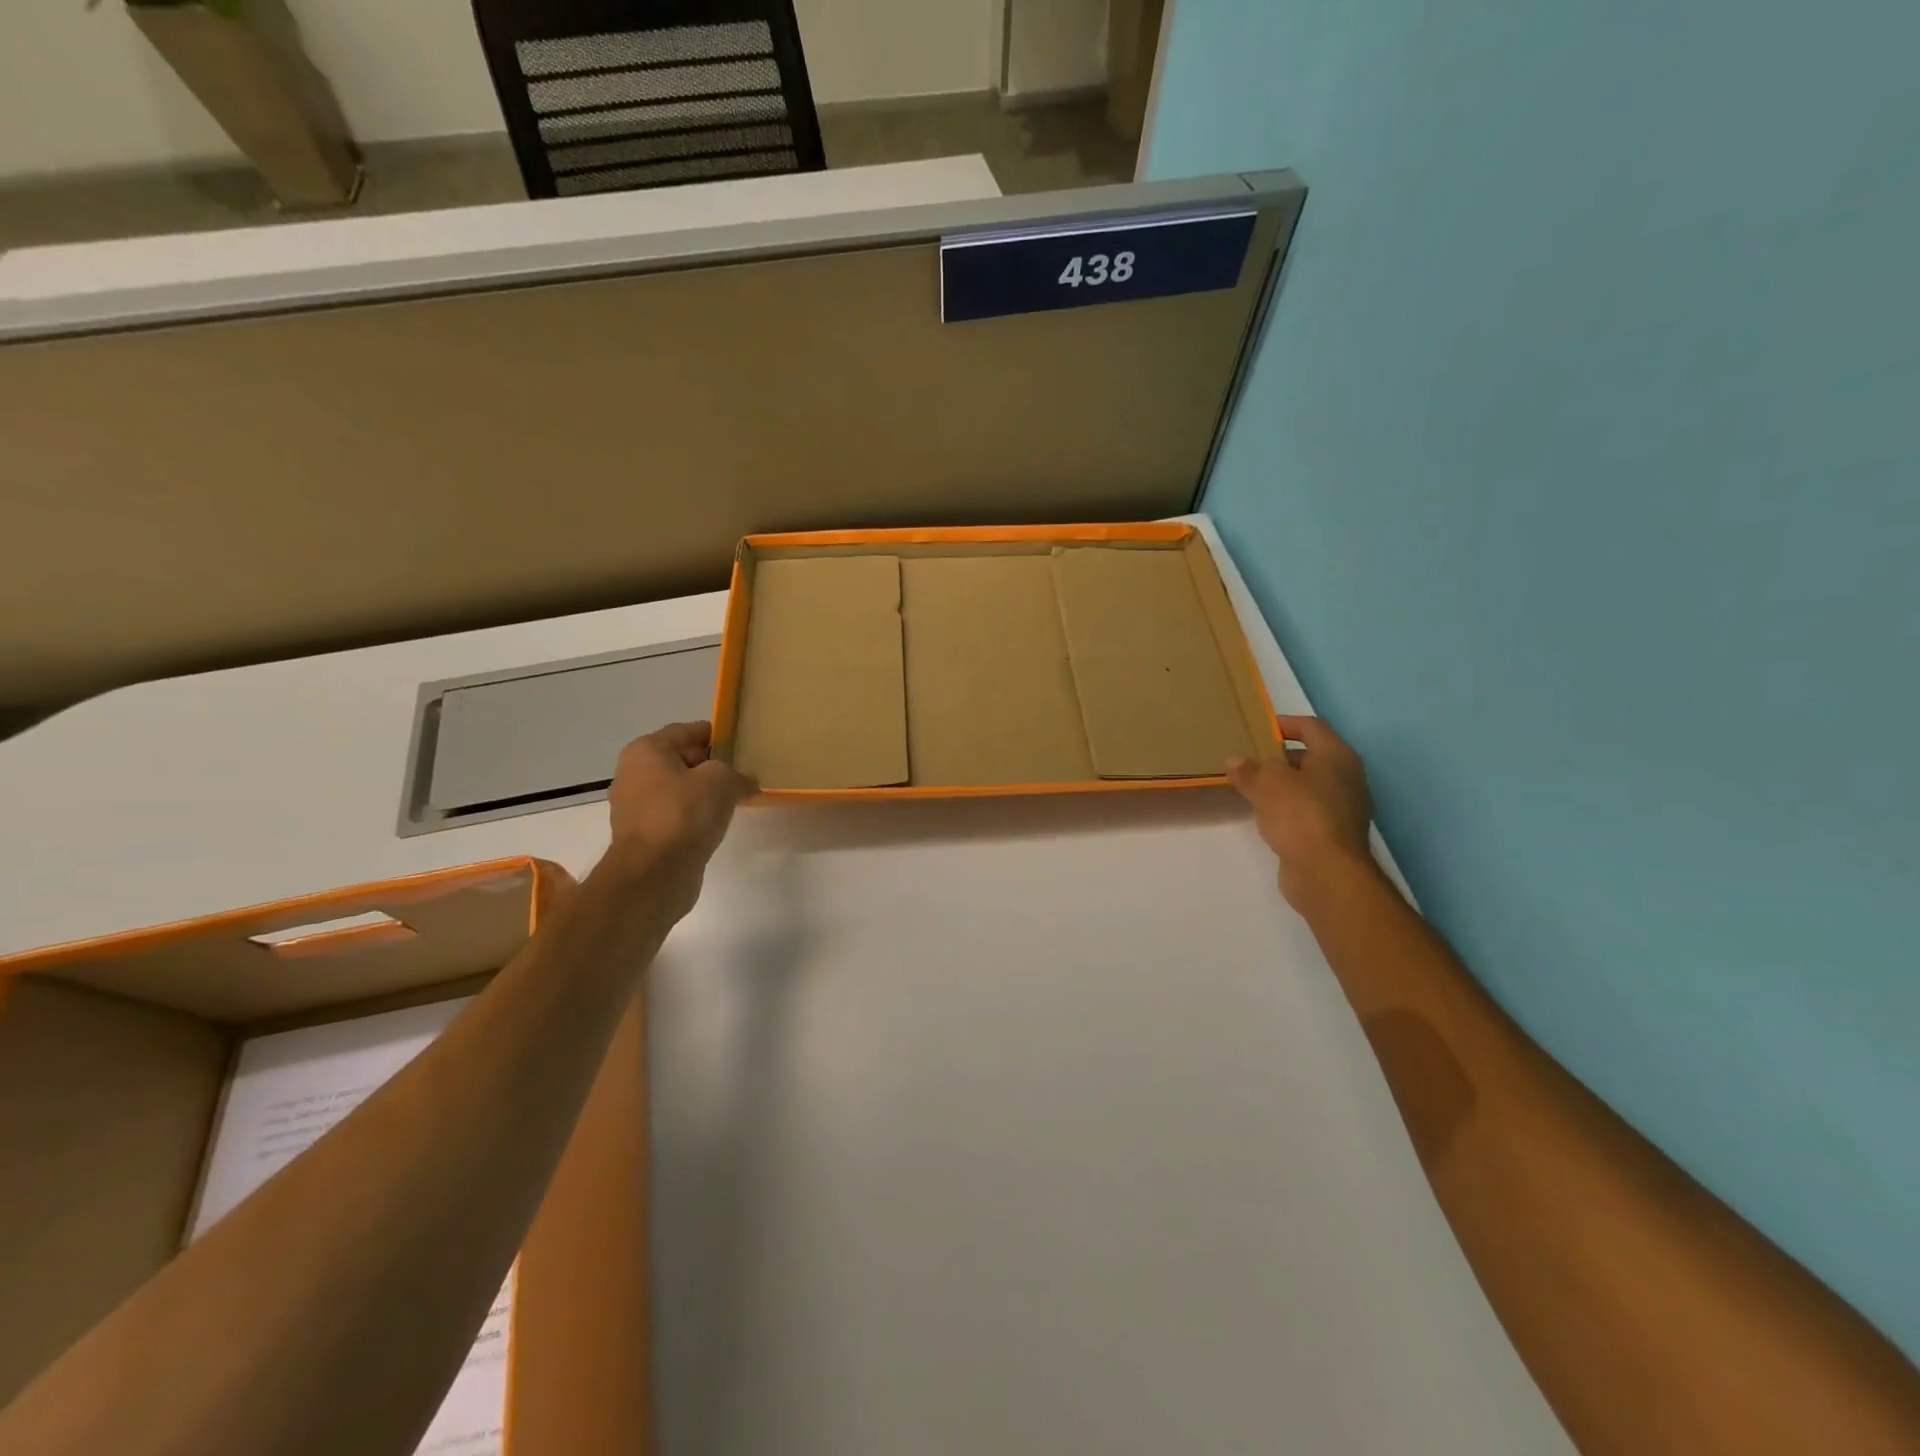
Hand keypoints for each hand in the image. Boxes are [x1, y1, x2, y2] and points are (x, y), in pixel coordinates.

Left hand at [607, 722, 755, 905]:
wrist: (654, 873)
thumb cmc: (684, 813)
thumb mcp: (722, 780)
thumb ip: (737, 773)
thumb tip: (745, 781)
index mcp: (646, 751)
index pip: (687, 731)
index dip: (716, 735)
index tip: (741, 744)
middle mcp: (634, 774)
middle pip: (681, 760)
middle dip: (711, 765)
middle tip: (742, 773)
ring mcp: (635, 807)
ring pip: (678, 790)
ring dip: (703, 793)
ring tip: (734, 799)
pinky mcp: (644, 836)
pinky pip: (676, 815)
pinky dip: (695, 816)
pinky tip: (716, 823)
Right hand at [1227, 715, 1377, 909]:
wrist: (1326, 872)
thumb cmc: (1300, 815)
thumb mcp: (1267, 784)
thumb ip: (1249, 769)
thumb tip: (1235, 760)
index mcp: (1337, 756)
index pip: (1311, 727)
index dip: (1285, 724)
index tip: (1258, 728)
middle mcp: (1346, 778)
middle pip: (1311, 756)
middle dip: (1280, 756)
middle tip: (1249, 758)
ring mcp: (1343, 808)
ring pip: (1308, 785)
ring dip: (1282, 783)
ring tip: (1251, 785)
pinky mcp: (1333, 833)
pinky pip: (1307, 809)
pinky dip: (1287, 807)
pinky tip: (1265, 814)